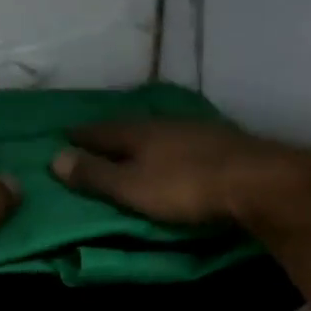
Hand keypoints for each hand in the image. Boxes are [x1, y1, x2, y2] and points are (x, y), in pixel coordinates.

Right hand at [49, 119, 310, 227]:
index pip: (101, 130)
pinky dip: (171, 145)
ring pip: (160, 130)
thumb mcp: (131, 187)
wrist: (257, 180)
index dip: (81, 135)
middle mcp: (165, 123)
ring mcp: (197, 130)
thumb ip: (95, 174)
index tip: (65, 136)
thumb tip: (54, 157)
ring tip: (133, 144)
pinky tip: (176, 151)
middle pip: (131, 126)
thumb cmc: (185, 187)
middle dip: (112, 132)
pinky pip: (184, 139)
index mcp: (138, 132)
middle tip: (96, 137)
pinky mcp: (222, 142)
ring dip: (143, 137)